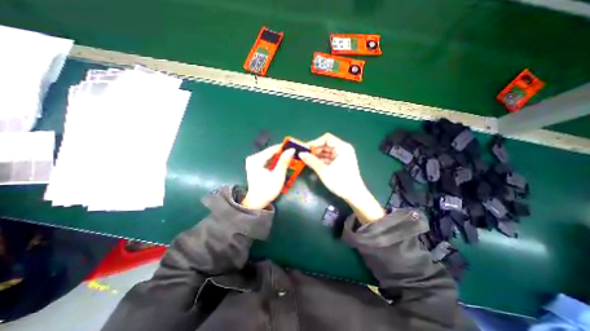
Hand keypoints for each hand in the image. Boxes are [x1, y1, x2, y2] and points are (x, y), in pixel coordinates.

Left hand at [239, 144, 295, 209]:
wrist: (257, 202)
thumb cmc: (267, 190)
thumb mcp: (278, 176)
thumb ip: (284, 162)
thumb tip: (291, 149)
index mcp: (256, 159)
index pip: (272, 149)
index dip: (284, 147)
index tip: (294, 146)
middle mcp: (253, 158)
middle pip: (271, 152)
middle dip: (282, 153)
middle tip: (294, 153)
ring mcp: (254, 162)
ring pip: (270, 156)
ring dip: (280, 157)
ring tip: (291, 157)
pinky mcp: (256, 166)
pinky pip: (268, 160)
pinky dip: (276, 161)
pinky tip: (283, 163)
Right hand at [302, 132, 384, 221]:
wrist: (354, 195)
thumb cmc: (340, 182)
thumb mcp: (324, 171)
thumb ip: (311, 161)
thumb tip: (300, 154)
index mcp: (342, 147)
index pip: (326, 138)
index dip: (315, 142)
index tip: (305, 149)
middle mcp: (343, 149)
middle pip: (326, 145)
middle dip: (315, 150)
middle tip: (304, 156)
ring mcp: (342, 156)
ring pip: (327, 152)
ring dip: (317, 156)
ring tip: (307, 160)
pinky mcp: (341, 162)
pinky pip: (329, 158)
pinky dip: (321, 160)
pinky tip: (314, 164)